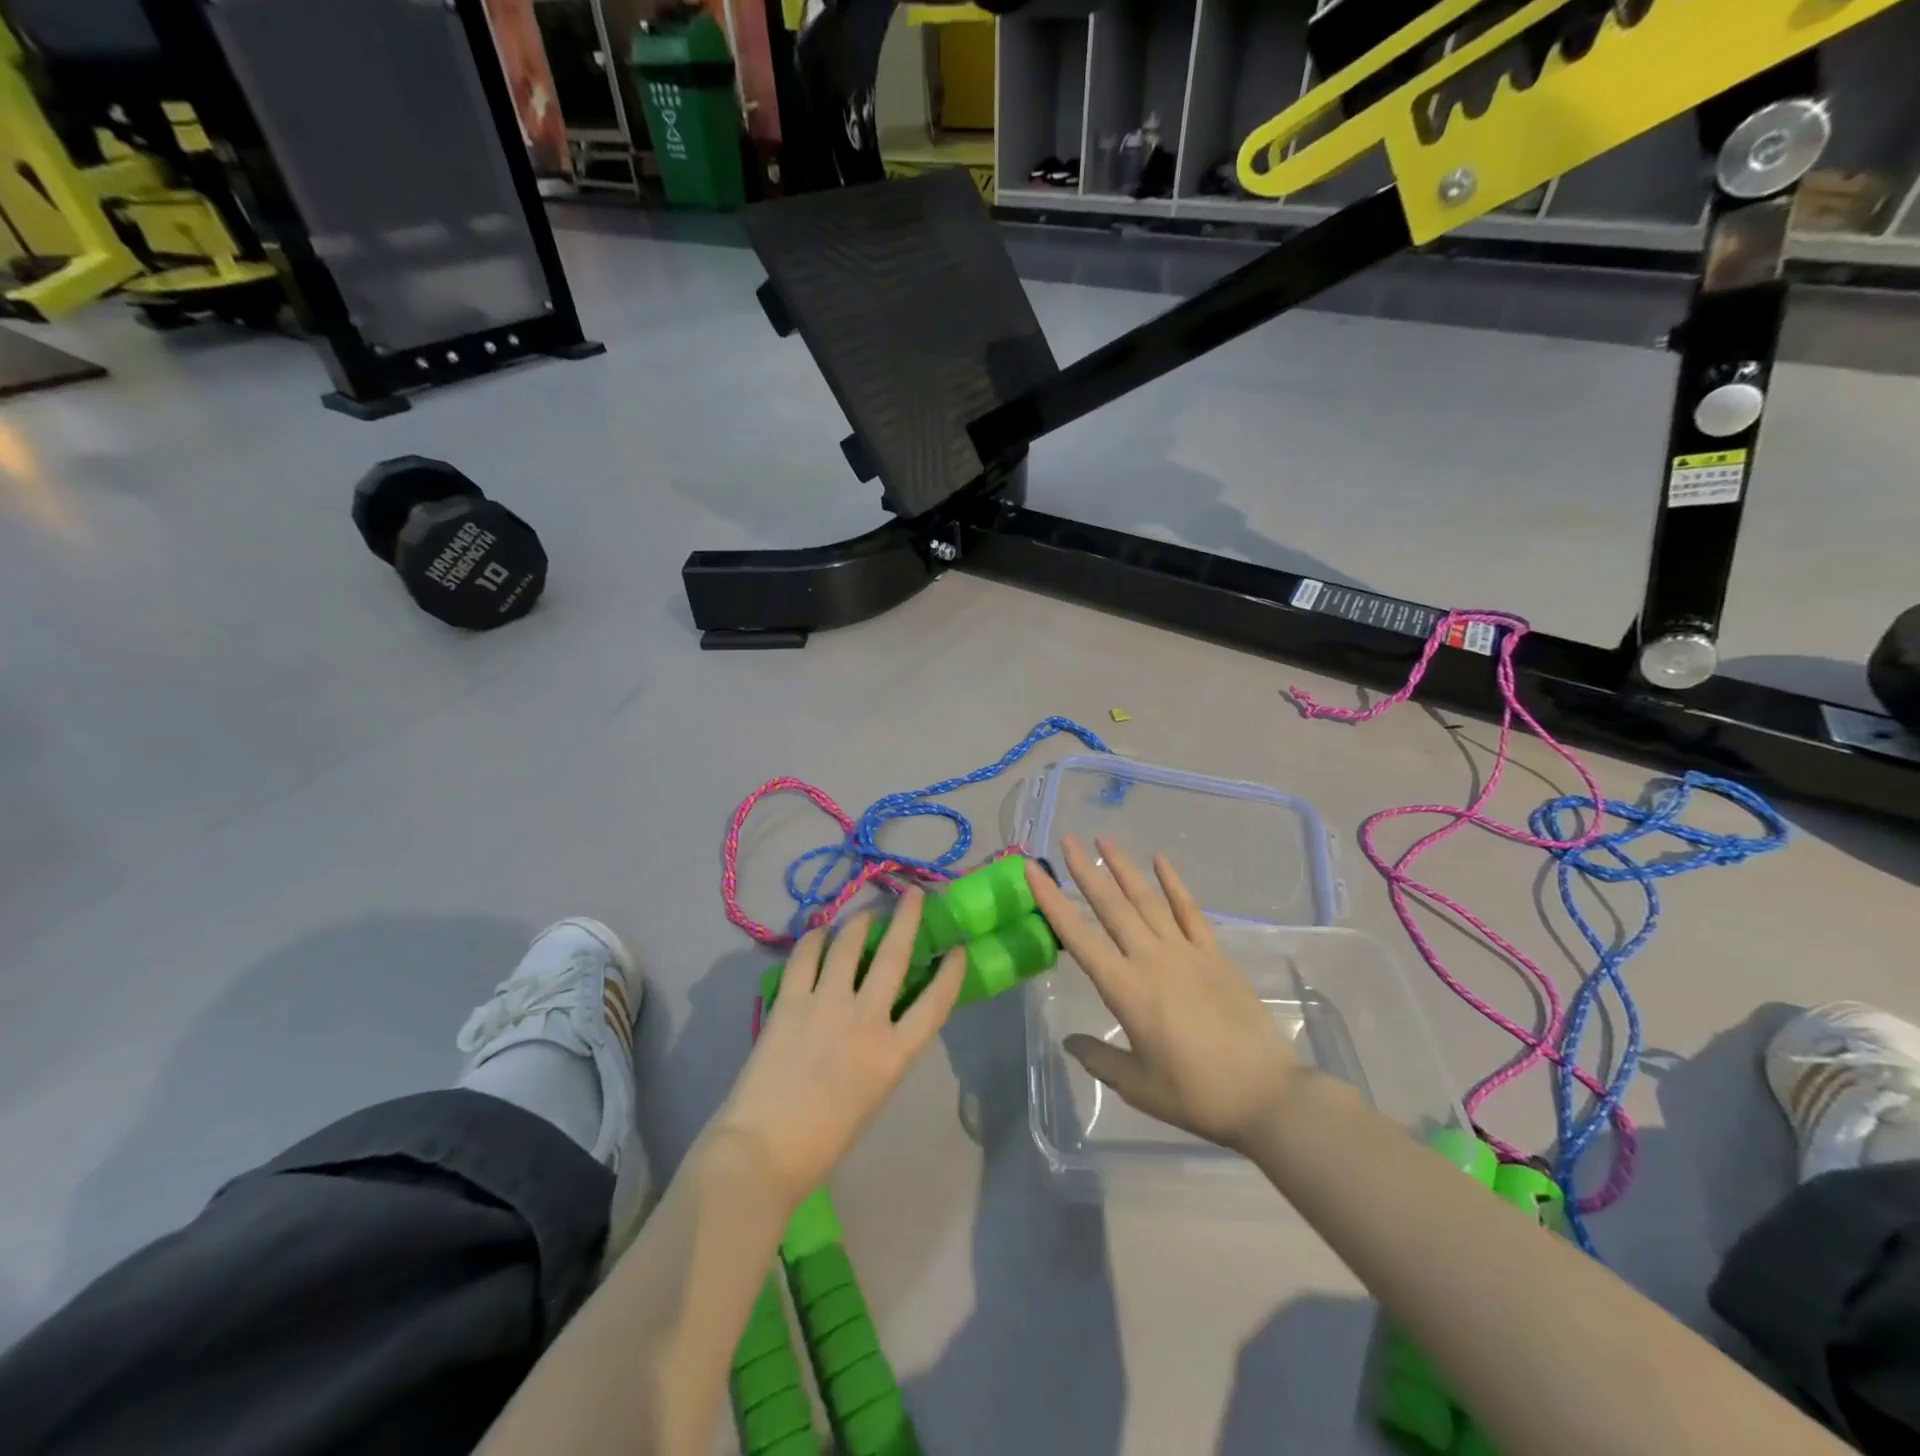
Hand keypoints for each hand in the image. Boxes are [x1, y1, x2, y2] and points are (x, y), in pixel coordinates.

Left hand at [713, 891, 965, 1206]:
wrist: (761, 1153)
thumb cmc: (823, 1140)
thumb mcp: (873, 1095)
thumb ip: (883, 1052)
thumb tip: (881, 1017)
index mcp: (894, 1054)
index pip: (936, 1002)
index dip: (950, 972)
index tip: (956, 949)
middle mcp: (866, 1020)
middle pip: (895, 956)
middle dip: (908, 919)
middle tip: (913, 893)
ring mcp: (826, 1004)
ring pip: (849, 945)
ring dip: (860, 922)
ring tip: (864, 914)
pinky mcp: (790, 1001)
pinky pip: (806, 956)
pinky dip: (815, 938)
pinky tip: (820, 933)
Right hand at [1026, 836, 1303, 1153]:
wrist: (1266, 1095)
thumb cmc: (1196, 1094)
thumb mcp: (1138, 1086)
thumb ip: (1100, 1059)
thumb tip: (1070, 1041)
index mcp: (1126, 989)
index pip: (1079, 937)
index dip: (1053, 902)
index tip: (1035, 871)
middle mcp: (1151, 959)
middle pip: (1112, 907)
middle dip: (1086, 872)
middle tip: (1067, 840)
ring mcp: (1186, 952)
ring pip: (1148, 900)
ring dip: (1124, 868)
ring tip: (1104, 840)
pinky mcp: (1214, 955)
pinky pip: (1190, 910)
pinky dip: (1174, 883)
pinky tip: (1160, 861)